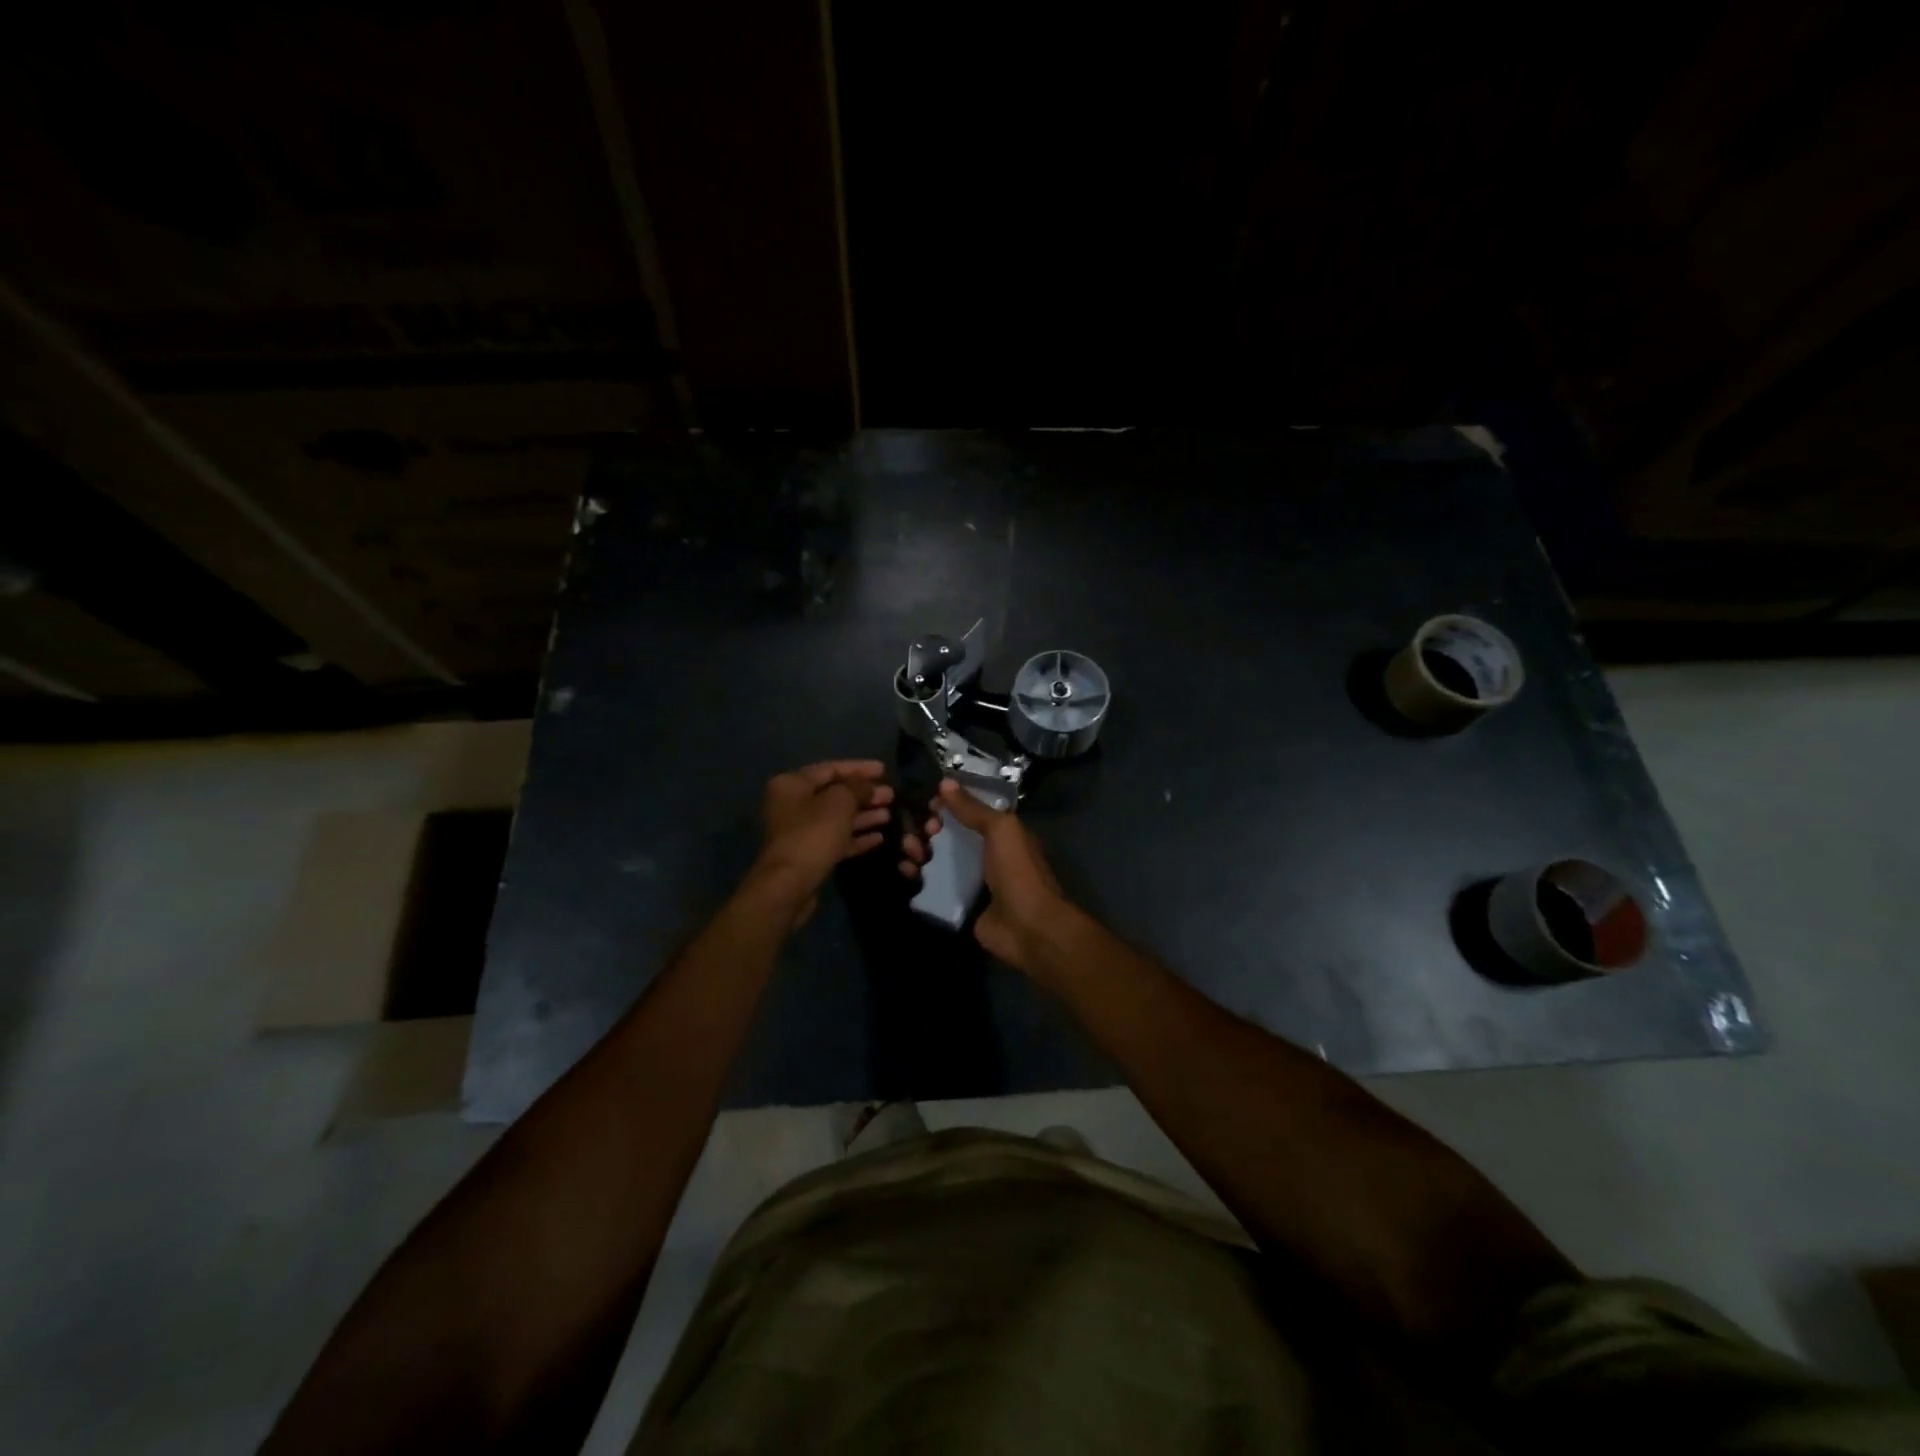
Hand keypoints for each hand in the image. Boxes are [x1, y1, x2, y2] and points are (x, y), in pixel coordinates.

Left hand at [754, 760, 894, 924]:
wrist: (789, 885)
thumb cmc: (813, 834)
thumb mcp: (840, 802)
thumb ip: (857, 787)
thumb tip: (868, 785)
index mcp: (792, 784)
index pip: (831, 768)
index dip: (860, 768)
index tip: (885, 770)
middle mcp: (792, 804)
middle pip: (835, 793)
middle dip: (865, 794)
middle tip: (891, 796)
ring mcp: (799, 831)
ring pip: (837, 818)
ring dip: (864, 815)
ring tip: (890, 815)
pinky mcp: (808, 855)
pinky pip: (836, 839)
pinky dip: (856, 837)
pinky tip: (879, 838)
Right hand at [912, 778, 1078, 973]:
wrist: (1027, 927)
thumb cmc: (1018, 871)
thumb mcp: (1000, 829)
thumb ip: (973, 808)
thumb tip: (945, 783)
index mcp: (1001, 833)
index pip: (970, 811)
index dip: (949, 804)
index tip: (930, 803)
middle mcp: (985, 854)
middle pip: (949, 834)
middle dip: (930, 827)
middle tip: (922, 830)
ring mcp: (970, 880)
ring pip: (937, 858)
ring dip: (919, 850)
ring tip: (910, 851)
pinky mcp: (956, 903)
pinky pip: (932, 885)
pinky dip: (916, 876)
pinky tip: (906, 870)